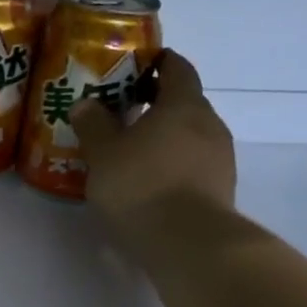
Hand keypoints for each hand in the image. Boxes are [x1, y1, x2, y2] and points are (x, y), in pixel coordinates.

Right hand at [69, 50, 236, 234]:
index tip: (135, 67)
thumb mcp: (103, 154)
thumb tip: (85, 103)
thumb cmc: (142, 185)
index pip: (177, 68)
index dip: (158, 63)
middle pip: (184, 103)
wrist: (188, 243)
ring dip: (165, 138)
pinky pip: (194, 165)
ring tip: (133, 153)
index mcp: (183, 104)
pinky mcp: (220, 189)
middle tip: (123, 113)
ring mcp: (220, 158)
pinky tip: (150, 182)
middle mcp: (209, 124)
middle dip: (156, 104)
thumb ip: (93, 124)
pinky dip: (173, 165)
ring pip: (190, 136)